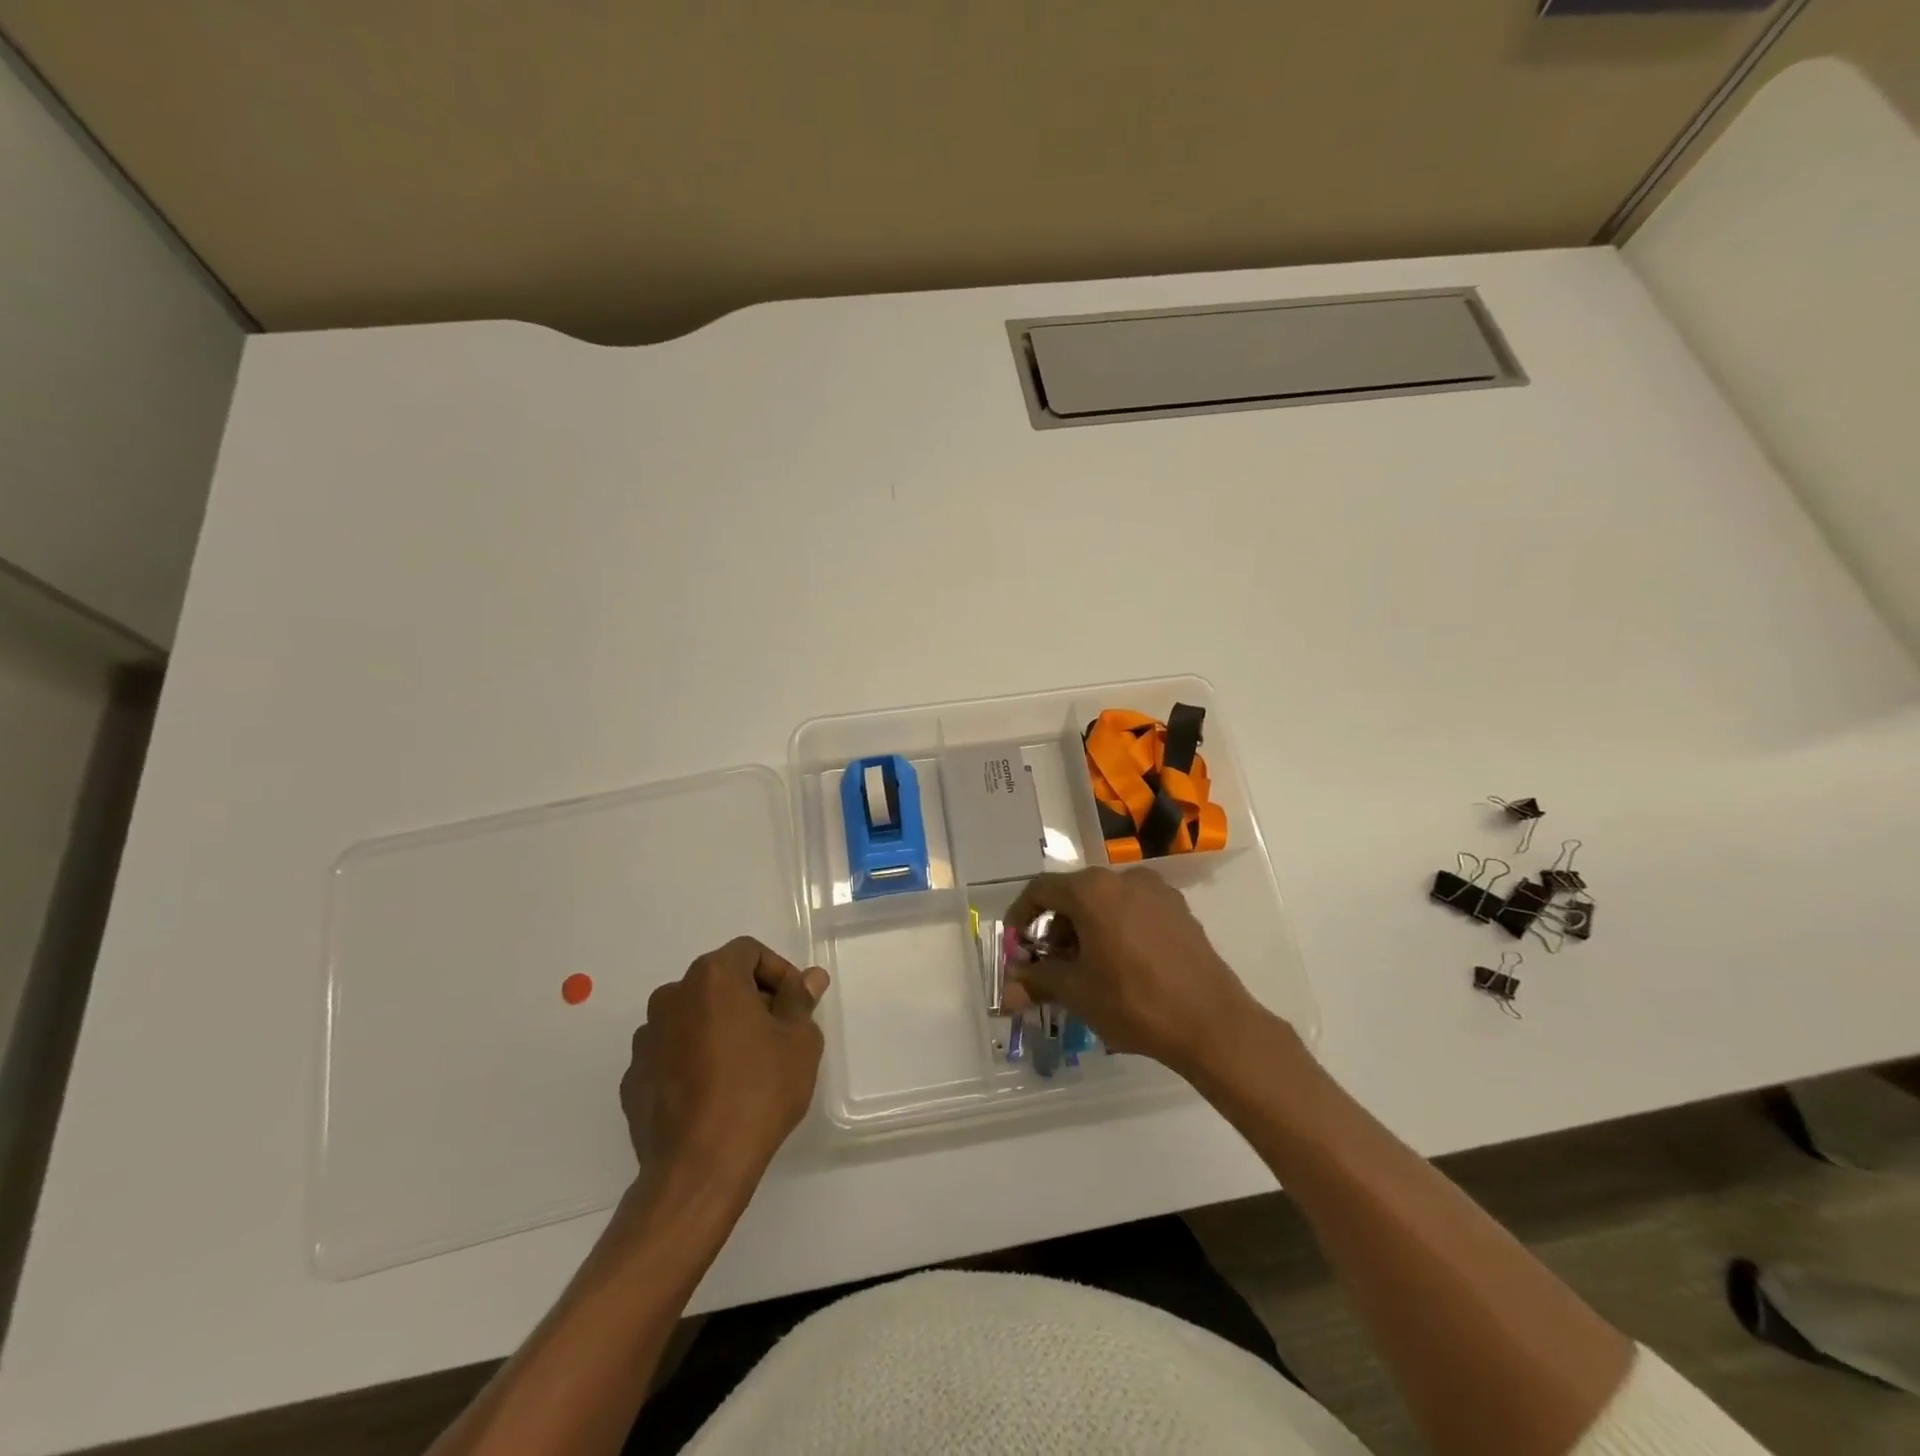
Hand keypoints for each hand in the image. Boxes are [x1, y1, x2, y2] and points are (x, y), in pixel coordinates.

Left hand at [620, 937, 828, 1197]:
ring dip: (719, 1028)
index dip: (778, 972)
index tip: (795, 1005)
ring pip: (693, 1016)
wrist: (698, 1168)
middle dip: (750, 999)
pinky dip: (693, 1059)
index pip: (749, 951)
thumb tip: (808, 978)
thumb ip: (800, 1000)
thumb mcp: (799, 1042)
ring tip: (745, 1067)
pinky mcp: (633, 1077)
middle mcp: (671, 996)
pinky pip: (672, 1052)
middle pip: (718, 981)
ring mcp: (646, 1038)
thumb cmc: (758, 1092)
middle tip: (776, 1034)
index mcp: (712, 978)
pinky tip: (713, 1092)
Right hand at [1004, 868, 1269, 1079]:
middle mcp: (1124, 878)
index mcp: (1093, 891)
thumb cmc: (1134, 1002)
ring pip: (1106, 901)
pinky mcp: (1179, 909)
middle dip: (1056, 926)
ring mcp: (1156, 891)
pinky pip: (1134, 909)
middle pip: (1075, 893)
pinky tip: (1121, 964)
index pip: (1041, 889)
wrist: (1211, 1023)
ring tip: (1086, 968)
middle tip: (1051, 964)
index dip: (1022, 914)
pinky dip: (1116, 928)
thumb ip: (1039, 980)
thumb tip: (1010, 986)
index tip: (1017, 944)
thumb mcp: (1078, 993)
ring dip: (1086, 928)